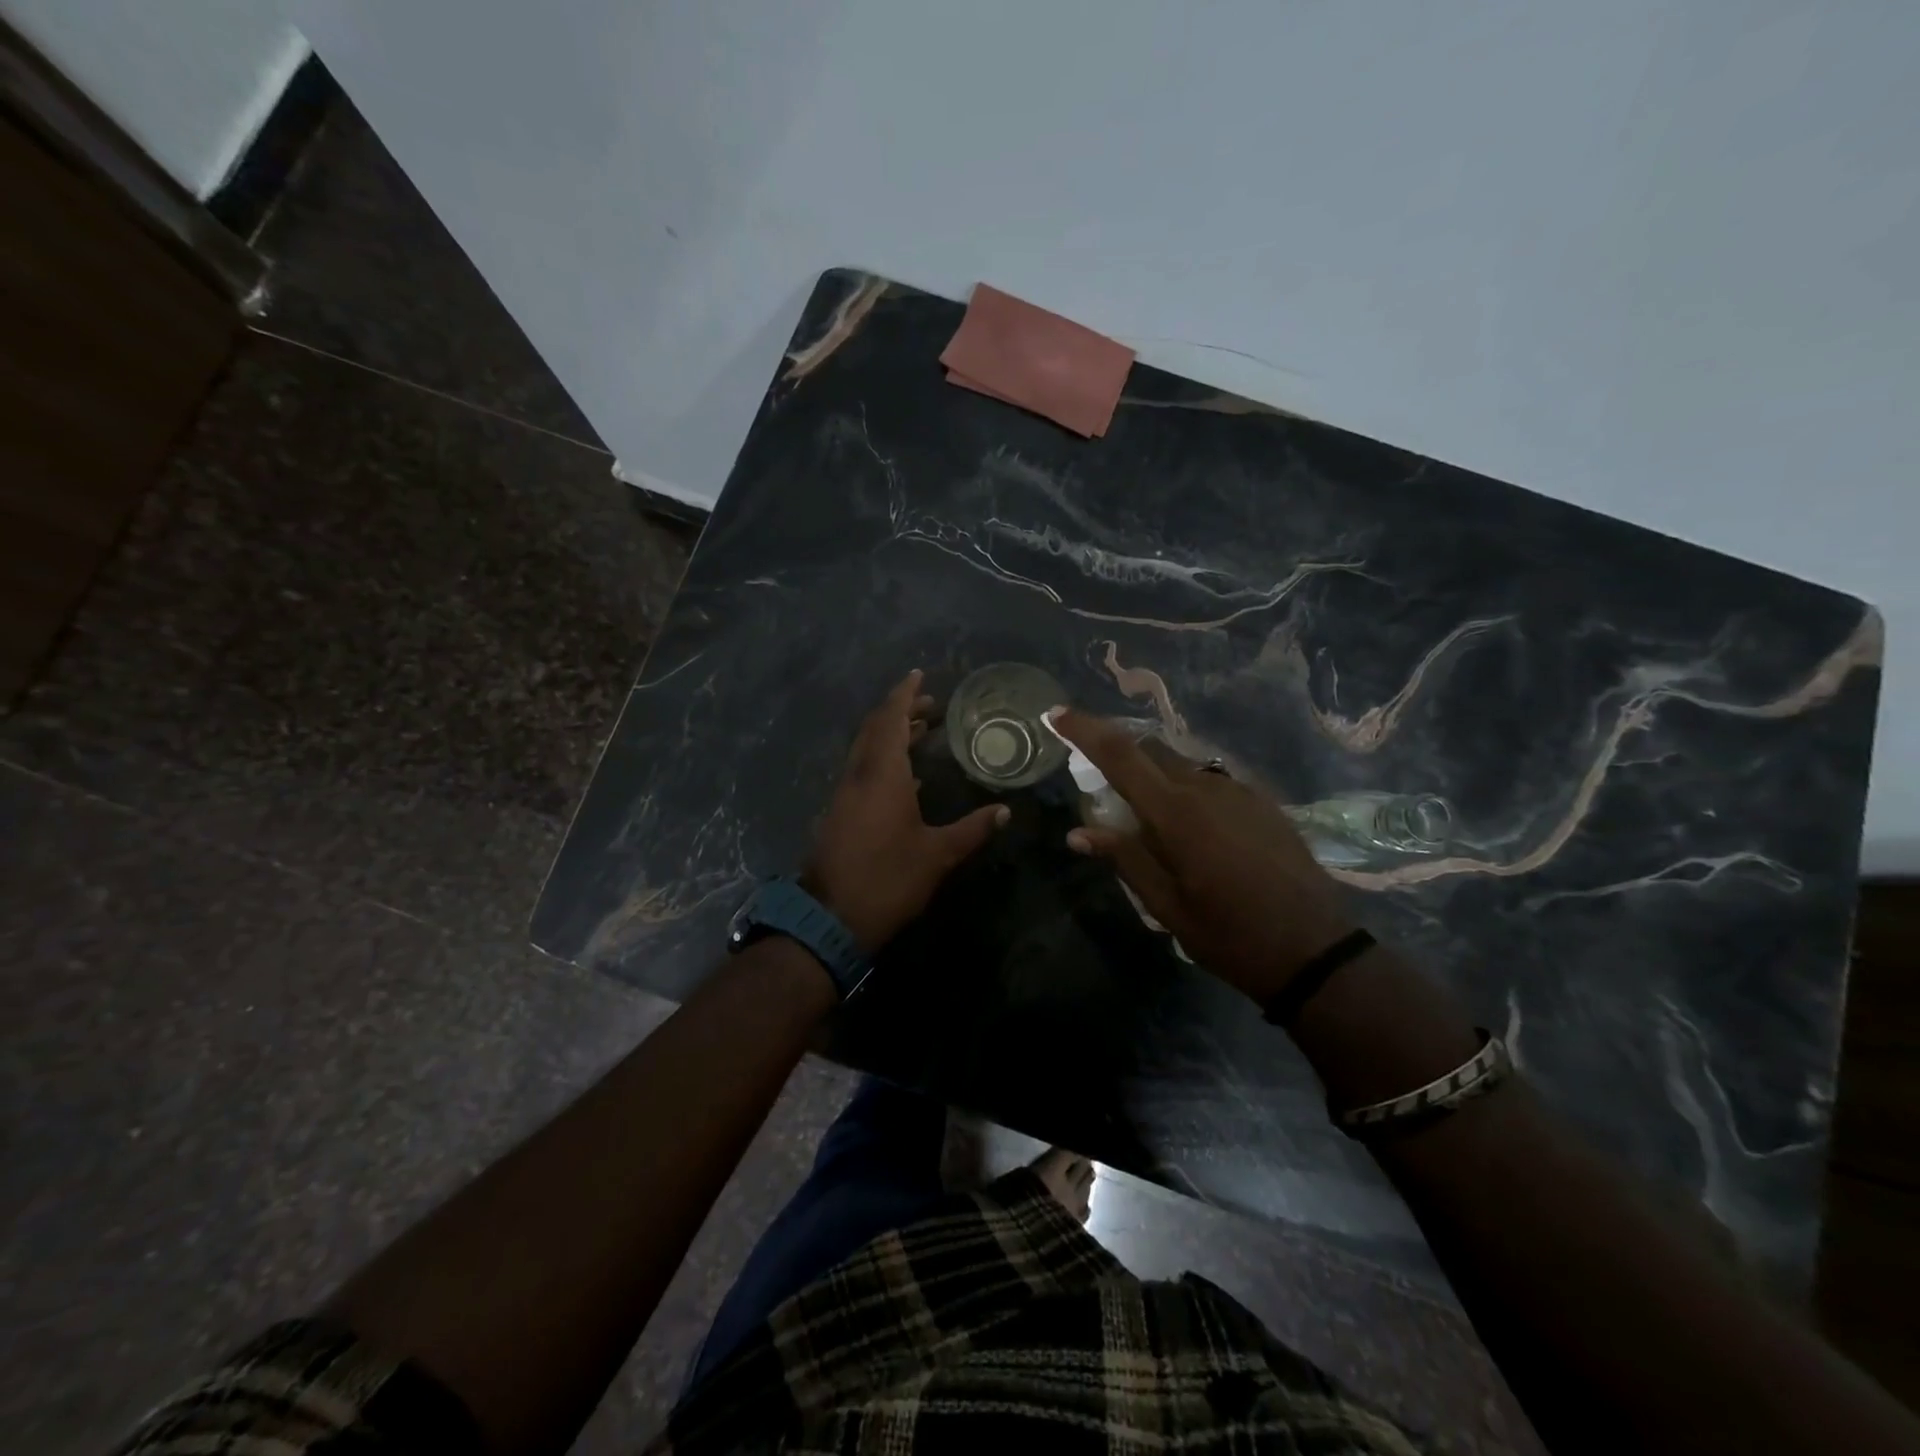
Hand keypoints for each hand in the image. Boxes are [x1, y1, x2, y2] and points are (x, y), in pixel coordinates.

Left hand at [803, 670, 1010, 952]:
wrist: (830, 918)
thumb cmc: (888, 879)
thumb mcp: (938, 855)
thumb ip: (972, 830)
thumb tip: (1005, 811)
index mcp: (882, 774)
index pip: (892, 719)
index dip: (905, 694)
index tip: (919, 674)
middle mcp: (859, 775)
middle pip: (876, 729)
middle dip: (901, 711)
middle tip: (931, 704)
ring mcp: (845, 794)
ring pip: (867, 750)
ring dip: (891, 734)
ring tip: (923, 730)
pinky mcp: (840, 812)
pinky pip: (863, 770)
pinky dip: (884, 759)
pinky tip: (907, 776)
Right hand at [1050, 708, 1355, 1002]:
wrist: (1316, 950)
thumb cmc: (1230, 935)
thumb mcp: (1166, 906)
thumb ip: (1124, 859)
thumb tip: (1078, 832)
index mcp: (1176, 813)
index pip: (1120, 755)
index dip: (1086, 730)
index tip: (1057, 713)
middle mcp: (1206, 788)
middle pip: (1150, 751)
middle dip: (1121, 758)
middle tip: (1107, 795)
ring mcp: (1239, 791)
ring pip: (1182, 766)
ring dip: (1156, 778)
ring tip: (1153, 824)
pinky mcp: (1262, 802)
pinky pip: (1211, 782)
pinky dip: (1187, 792)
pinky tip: (1195, 832)